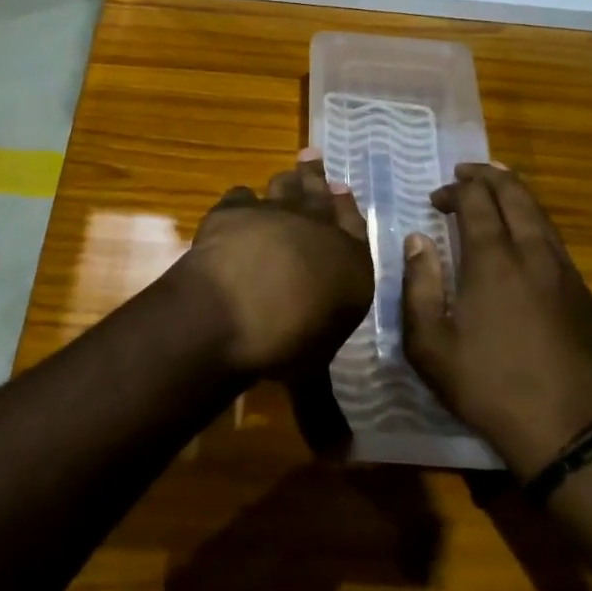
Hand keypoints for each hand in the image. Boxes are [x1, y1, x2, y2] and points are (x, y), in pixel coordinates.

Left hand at [177, 150, 375, 376]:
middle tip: (313, 157)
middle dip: (318, 177)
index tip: (343, 188)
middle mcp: (318, 230)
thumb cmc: (288, 343)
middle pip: (320, 195)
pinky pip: (241, 195)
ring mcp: (276, 214)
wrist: (236, 310)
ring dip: (287, 180)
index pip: (355, 226)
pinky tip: (240, 201)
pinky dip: (242, 199)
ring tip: (287, 173)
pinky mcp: (235, 210)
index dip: (347, 207)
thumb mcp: (314, 368)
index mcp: (350, 263)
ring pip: (285, 187)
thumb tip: (332, 433)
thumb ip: (322, 376)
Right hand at [402, 164, 591, 479]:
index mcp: (492, 261)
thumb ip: (419, 285)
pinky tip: (524, 237)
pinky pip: (556, 240)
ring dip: (516, 194)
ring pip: (541, 214)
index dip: (455, 190)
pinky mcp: (582, 292)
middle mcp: (532, 253)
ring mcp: (564, 271)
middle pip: (515, 194)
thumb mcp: (429, 344)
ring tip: (497, 189)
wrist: (563, 430)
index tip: (437, 199)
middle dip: (489, 176)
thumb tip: (417, 240)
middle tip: (467, 174)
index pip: (477, 201)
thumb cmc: (485, 386)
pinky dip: (535, 222)